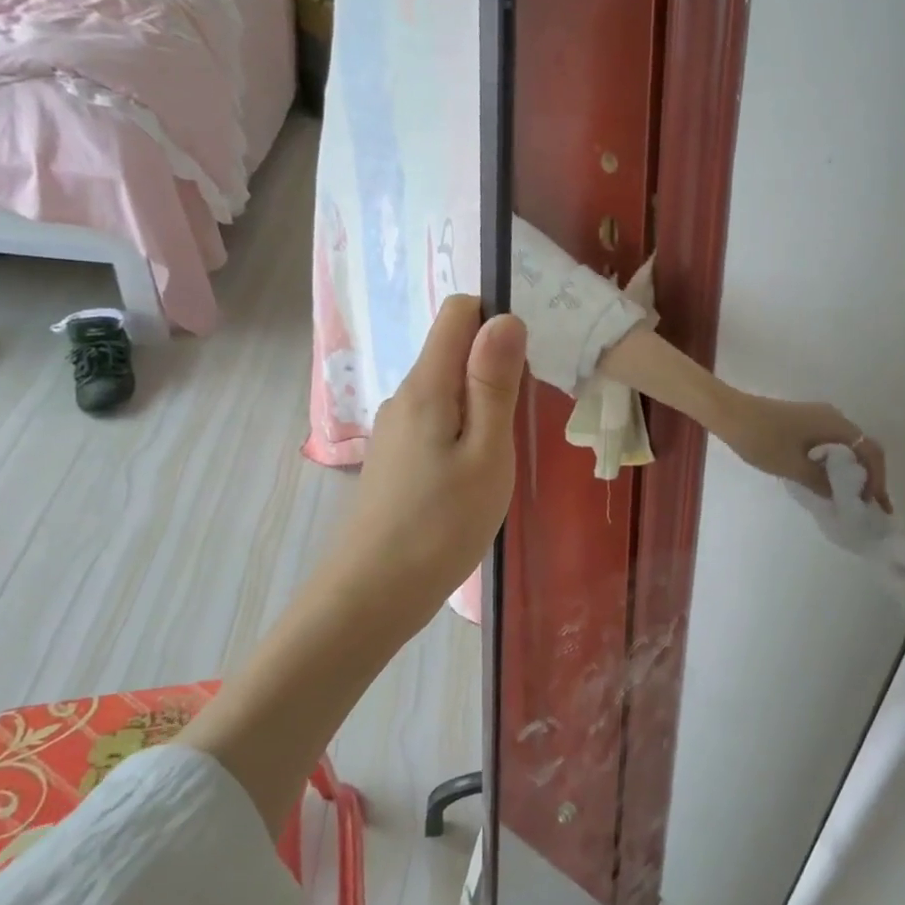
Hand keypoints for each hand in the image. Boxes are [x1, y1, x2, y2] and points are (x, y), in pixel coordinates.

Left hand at [312, 296, 527, 635]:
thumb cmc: (443, 524)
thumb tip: (505, 316)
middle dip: (495, 365)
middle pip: (453, 348)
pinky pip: (438, 417)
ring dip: (483, 400)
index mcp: (428, 385)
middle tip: (525, 414)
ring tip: (505, 448)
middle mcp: (406, 395)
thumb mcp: (487, 453)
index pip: (458, 312)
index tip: (529, 359)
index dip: (497, 319)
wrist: (375, 593)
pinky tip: (478, 469)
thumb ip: (494, 384)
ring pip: (448, 387)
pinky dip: (466, 426)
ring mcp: (397, 427)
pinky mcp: (398, 455)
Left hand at [716, 391, 891, 510]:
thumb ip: (822, 482)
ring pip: (846, 446)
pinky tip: (829, 481)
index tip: (876, 505)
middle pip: (862, 448)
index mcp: (836, 425)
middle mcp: (833, 417)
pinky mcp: (804, 421)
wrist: (729, 413)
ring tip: (851, 499)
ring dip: (852, 471)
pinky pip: (830, 443)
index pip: (870, 452)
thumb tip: (842, 496)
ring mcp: (818, 417)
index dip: (877, 480)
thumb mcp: (793, 467)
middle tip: (869, 506)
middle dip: (869, 477)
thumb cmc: (761, 439)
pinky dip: (836, 463)